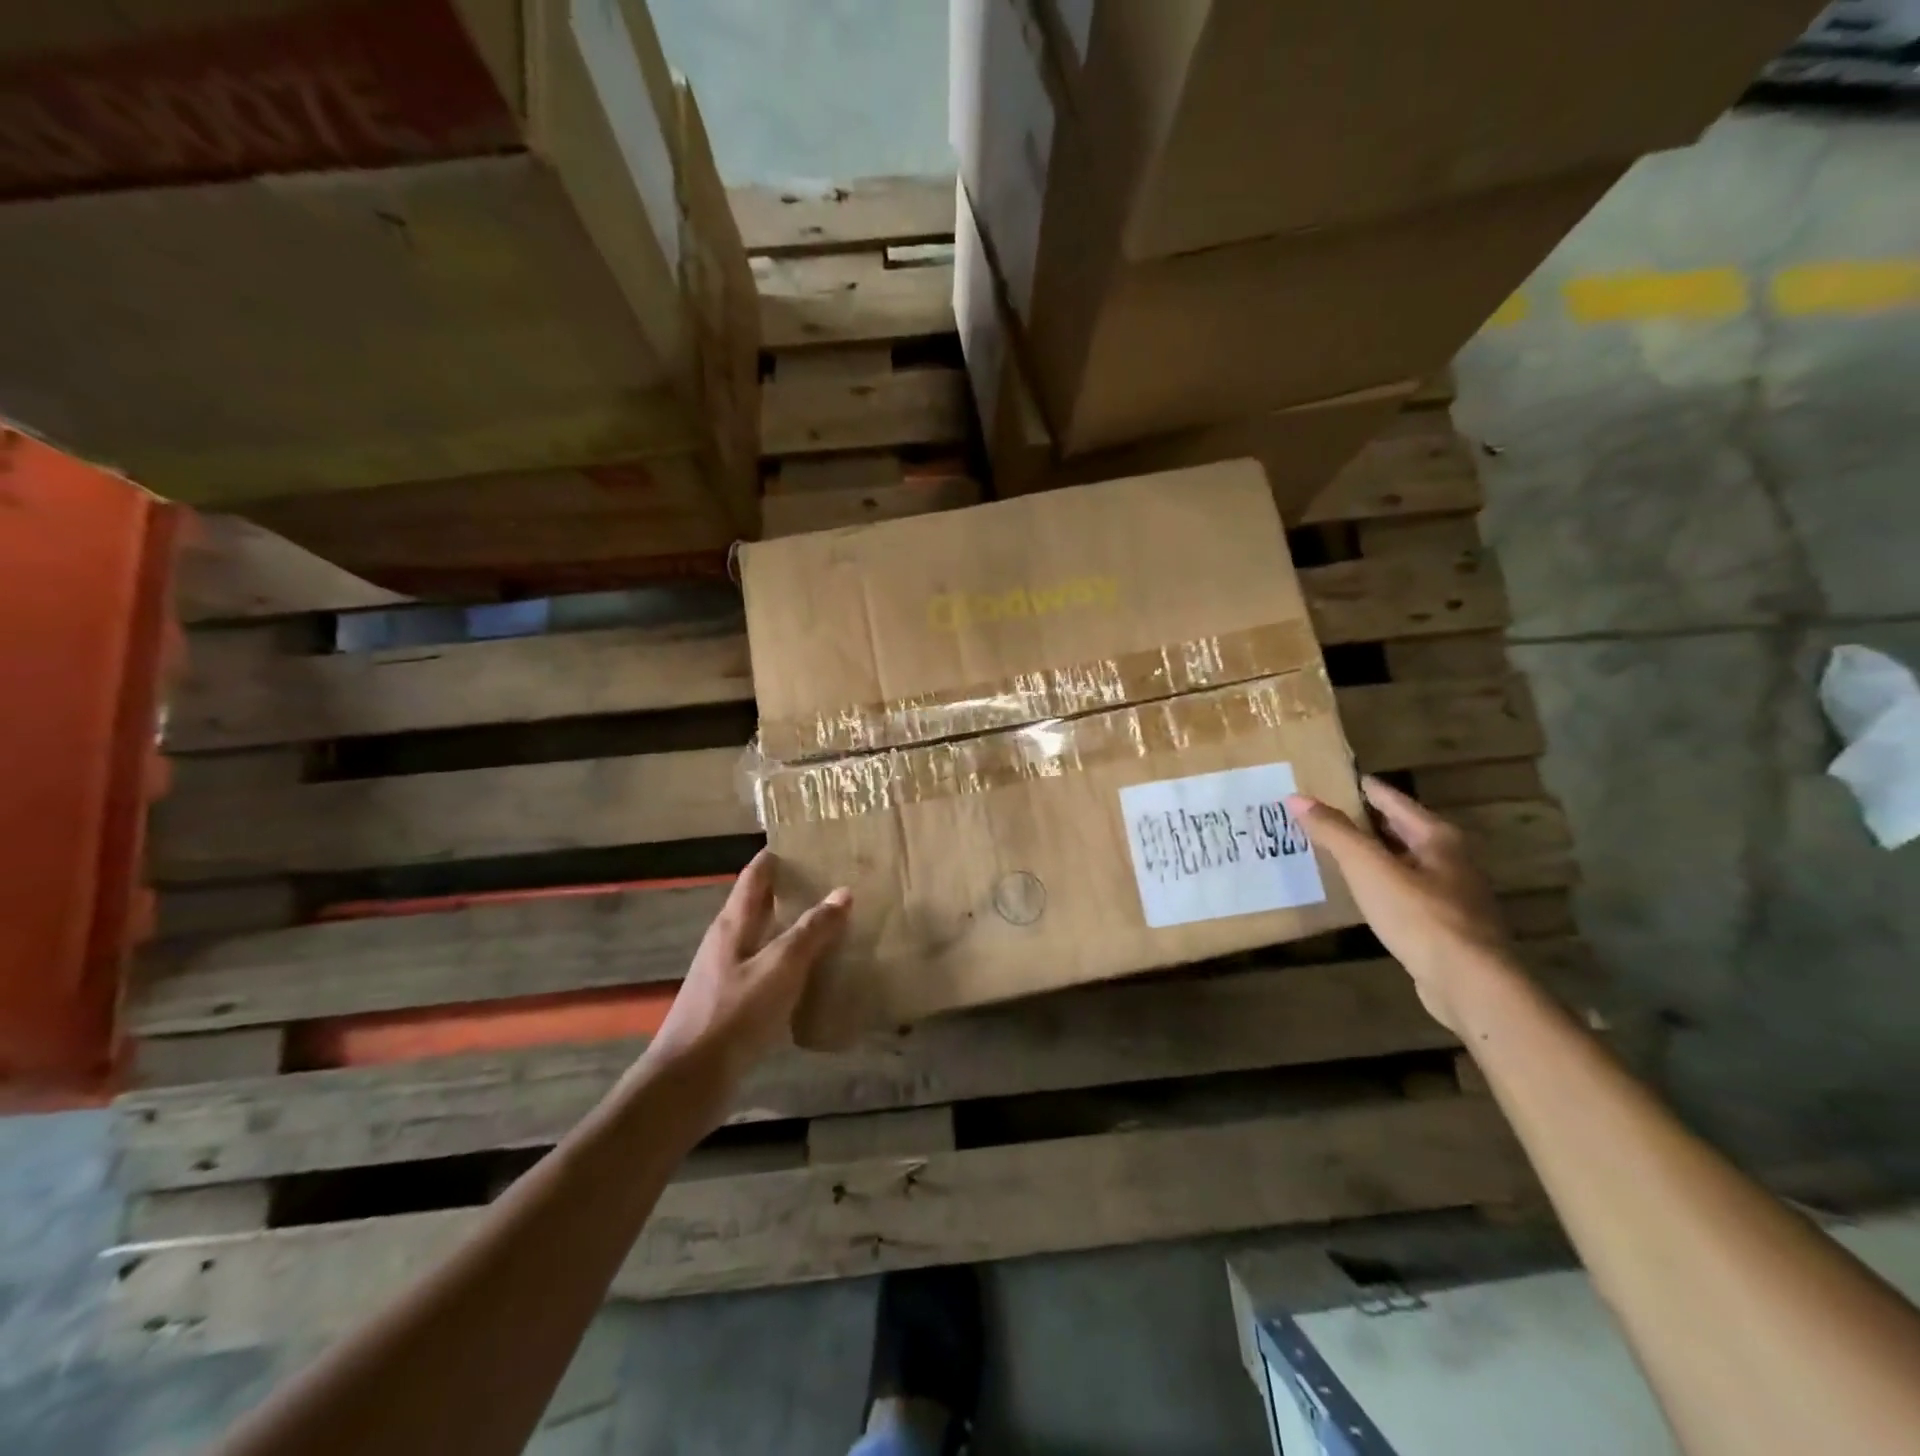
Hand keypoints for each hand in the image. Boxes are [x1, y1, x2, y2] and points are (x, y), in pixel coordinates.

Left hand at [646, 851, 849, 1089]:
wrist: (690, 1080)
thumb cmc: (734, 1014)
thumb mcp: (780, 967)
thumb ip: (811, 931)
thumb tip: (842, 892)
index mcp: (733, 923)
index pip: (756, 874)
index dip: (778, 856)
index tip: (809, 843)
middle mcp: (728, 941)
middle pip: (760, 903)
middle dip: (792, 890)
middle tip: (834, 882)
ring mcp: (728, 973)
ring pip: (766, 937)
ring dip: (794, 927)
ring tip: (833, 923)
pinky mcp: (733, 1003)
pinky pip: (768, 969)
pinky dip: (792, 962)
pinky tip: (815, 973)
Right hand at [1287, 776, 1515, 1032]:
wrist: (1470, 984)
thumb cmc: (1419, 916)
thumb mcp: (1369, 868)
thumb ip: (1334, 832)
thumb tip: (1297, 798)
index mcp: (1437, 836)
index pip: (1392, 799)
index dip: (1361, 787)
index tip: (1331, 778)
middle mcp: (1449, 859)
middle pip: (1399, 829)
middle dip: (1363, 821)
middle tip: (1322, 814)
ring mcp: (1451, 894)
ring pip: (1403, 861)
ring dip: (1372, 854)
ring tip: (1333, 849)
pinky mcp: (1445, 925)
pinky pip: (1405, 891)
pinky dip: (1380, 883)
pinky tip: (1360, 892)